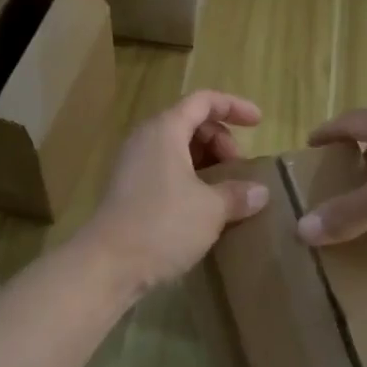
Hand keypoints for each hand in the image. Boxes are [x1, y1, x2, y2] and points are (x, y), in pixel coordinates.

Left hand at [83, 91, 270, 294]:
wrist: (107, 265)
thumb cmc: (162, 225)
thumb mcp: (211, 209)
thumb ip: (238, 194)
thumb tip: (260, 192)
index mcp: (164, 130)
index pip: (203, 101)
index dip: (233, 106)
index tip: (258, 123)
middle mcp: (145, 140)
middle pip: (190, 124)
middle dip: (221, 141)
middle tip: (239, 169)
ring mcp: (133, 166)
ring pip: (178, 150)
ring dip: (207, 163)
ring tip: (227, 190)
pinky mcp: (128, 191)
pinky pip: (166, 171)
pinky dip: (190, 180)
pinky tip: (204, 208)